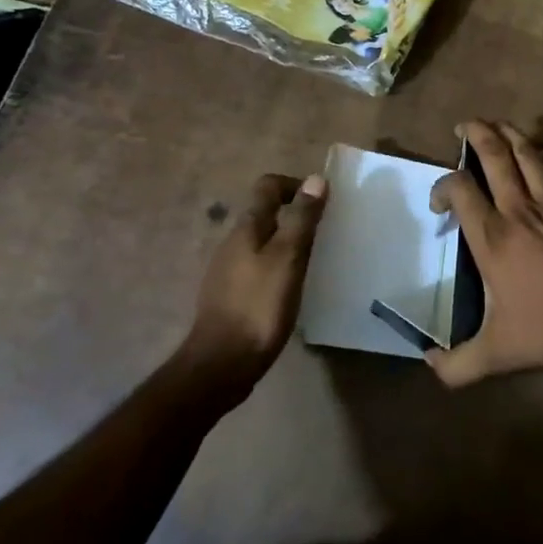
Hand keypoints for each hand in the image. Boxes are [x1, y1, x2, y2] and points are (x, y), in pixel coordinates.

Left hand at [183, 173, 326, 387]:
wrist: (221, 365)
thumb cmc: (259, 306)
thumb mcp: (288, 258)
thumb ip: (302, 219)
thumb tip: (315, 179)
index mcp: (247, 228)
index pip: (267, 187)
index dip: (294, 186)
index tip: (320, 202)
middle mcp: (232, 243)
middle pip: (264, 214)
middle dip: (293, 216)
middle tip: (321, 234)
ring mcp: (226, 271)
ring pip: (260, 243)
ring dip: (285, 244)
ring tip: (310, 263)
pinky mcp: (228, 297)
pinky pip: (255, 268)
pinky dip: (275, 268)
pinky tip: (288, 290)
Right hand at [426, 117, 542, 387]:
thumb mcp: (496, 353)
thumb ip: (457, 364)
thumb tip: (427, 365)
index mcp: (492, 237)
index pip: (459, 191)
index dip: (442, 186)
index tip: (439, 203)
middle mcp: (518, 210)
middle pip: (494, 158)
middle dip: (476, 134)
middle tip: (464, 125)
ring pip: (528, 155)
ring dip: (510, 134)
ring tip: (497, 122)